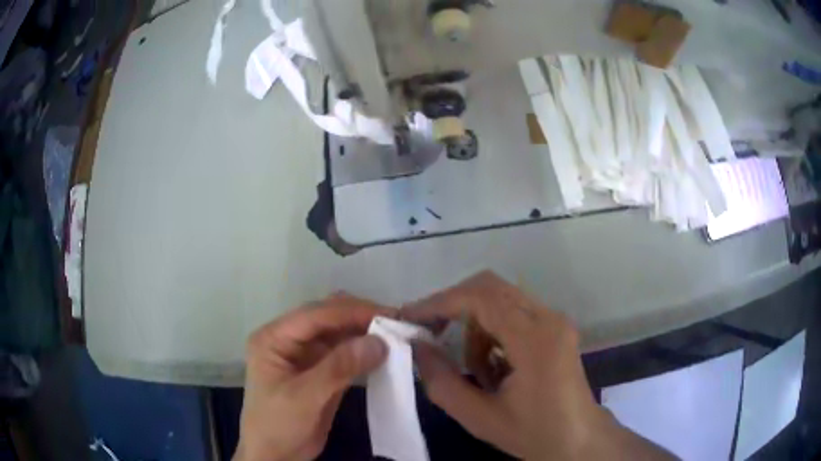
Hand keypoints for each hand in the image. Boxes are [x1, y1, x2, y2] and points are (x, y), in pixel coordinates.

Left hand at [234, 294, 388, 460]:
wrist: (276, 455)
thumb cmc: (278, 425)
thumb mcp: (304, 397)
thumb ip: (338, 368)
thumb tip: (379, 341)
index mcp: (274, 338)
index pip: (315, 315)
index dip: (351, 312)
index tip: (389, 315)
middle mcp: (289, 340)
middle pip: (328, 318)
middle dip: (361, 318)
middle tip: (397, 324)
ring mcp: (306, 355)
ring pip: (340, 334)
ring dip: (366, 334)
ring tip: (397, 336)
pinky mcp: (321, 371)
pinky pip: (346, 354)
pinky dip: (365, 352)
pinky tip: (384, 354)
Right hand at [403, 271, 672, 459]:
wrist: (580, 440)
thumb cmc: (534, 433)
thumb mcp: (479, 417)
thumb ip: (442, 382)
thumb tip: (417, 347)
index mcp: (535, 339)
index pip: (481, 297)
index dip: (440, 302)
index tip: (410, 317)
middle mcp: (549, 318)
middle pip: (490, 287)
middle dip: (453, 306)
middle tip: (429, 333)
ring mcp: (555, 320)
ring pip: (500, 300)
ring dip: (475, 327)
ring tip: (475, 371)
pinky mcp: (555, 328)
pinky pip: (513, 314)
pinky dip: (492, 334)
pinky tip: (495, 368)